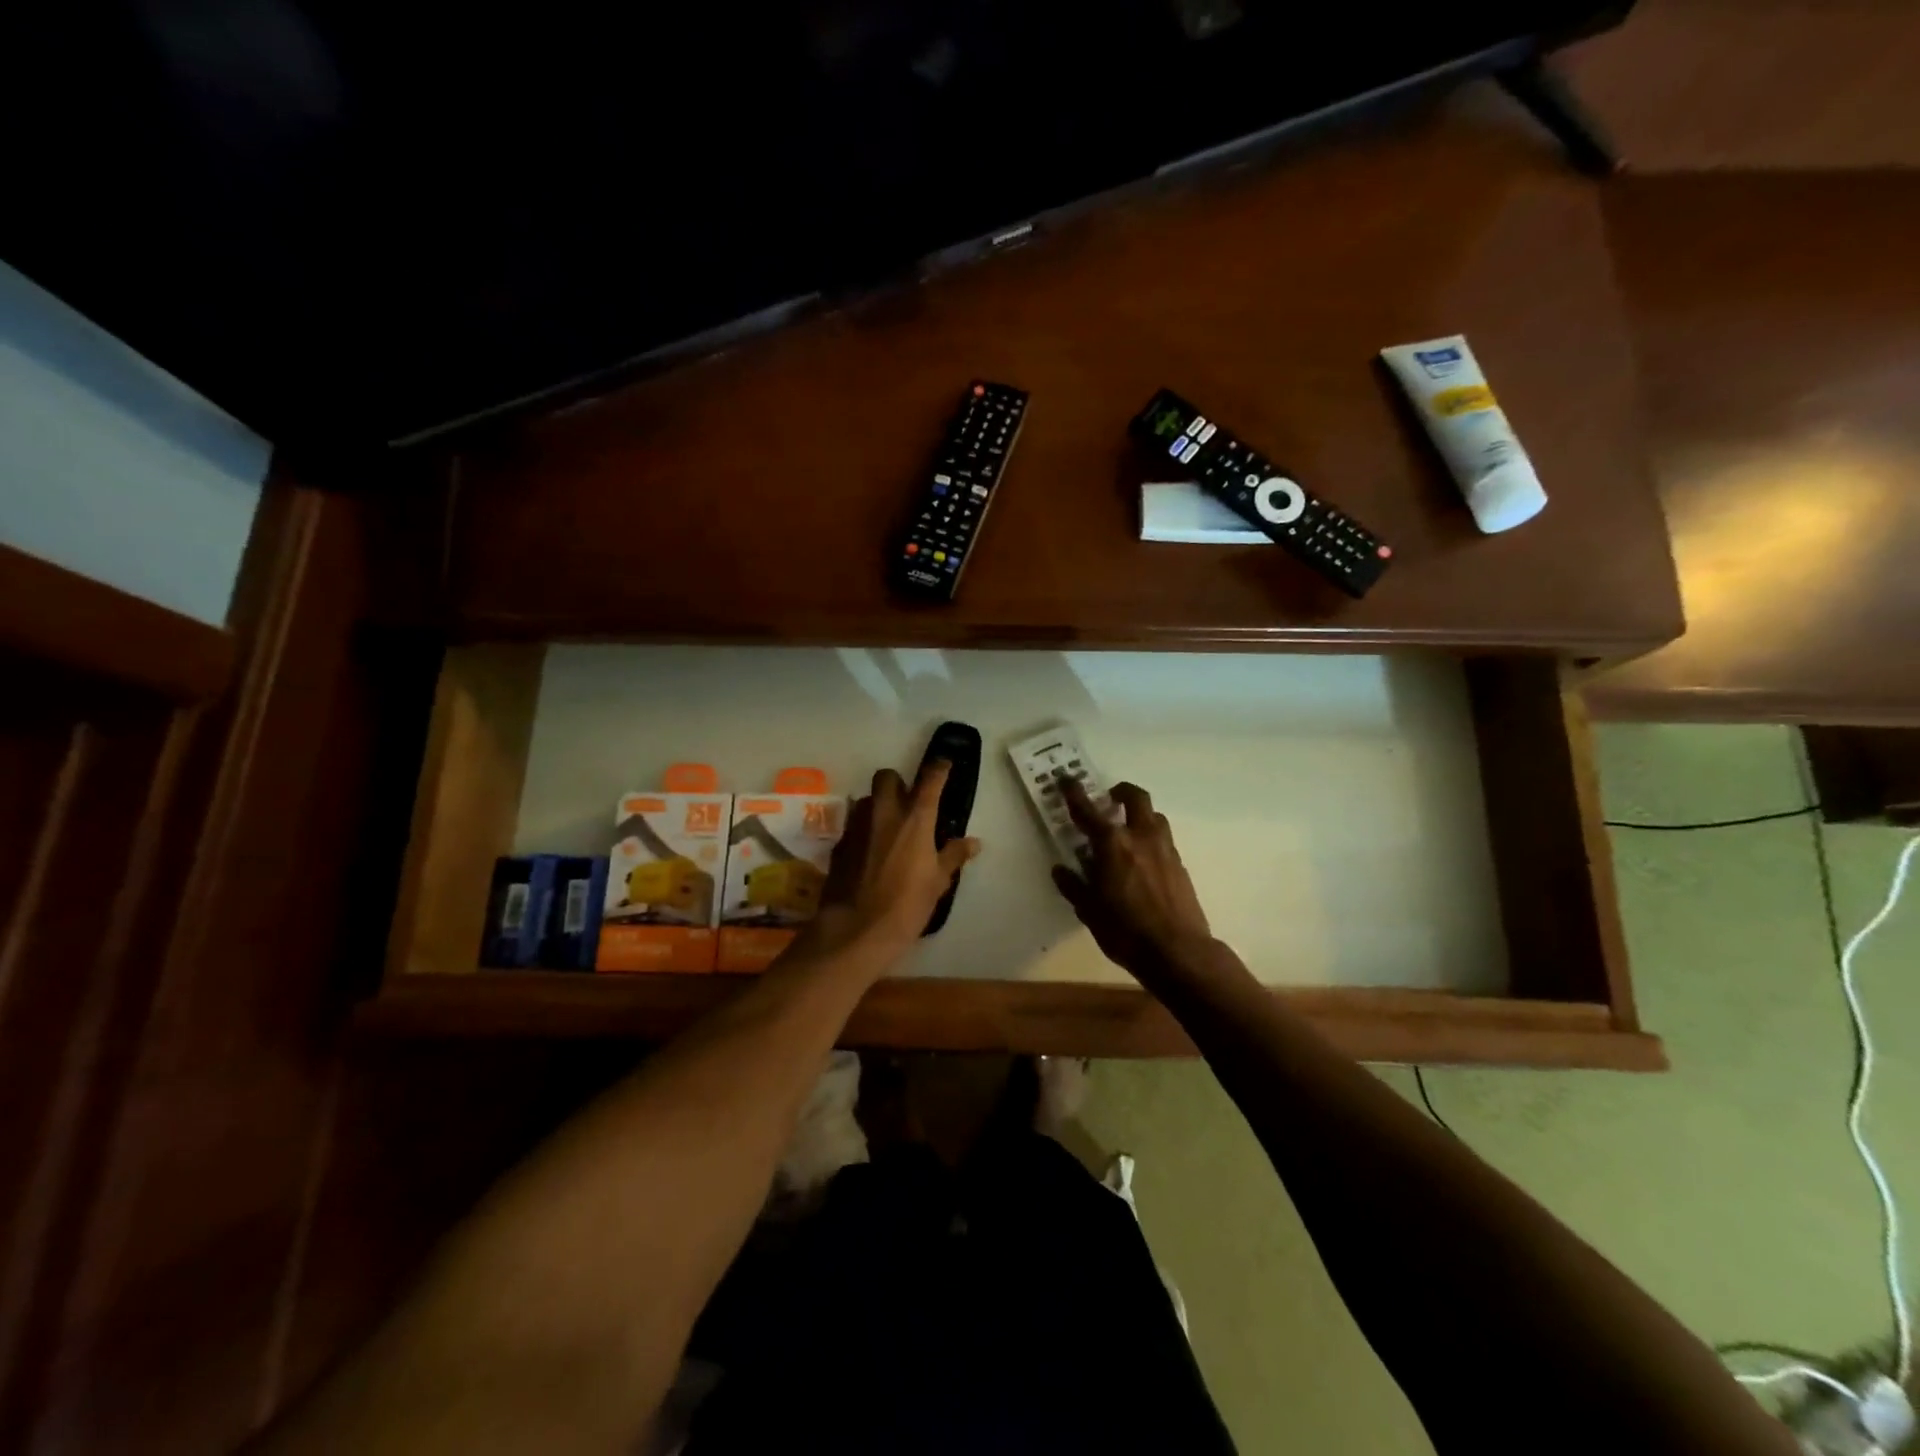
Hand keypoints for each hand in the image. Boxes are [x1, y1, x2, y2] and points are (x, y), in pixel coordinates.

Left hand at [791, 761, 979, 965]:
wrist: (856, 930)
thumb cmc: (906, 906)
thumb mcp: (938, 883)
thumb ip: (953, 856)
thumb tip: (973, 842)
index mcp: (915, 819)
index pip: (930, 779)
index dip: (939, 768)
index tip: (944, 765)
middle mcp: (884, 813)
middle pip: (887, 776)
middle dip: (898, 782)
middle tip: (908, 802)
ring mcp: (857, 826)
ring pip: (867, 799)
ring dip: (879, 805)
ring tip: (889, 828)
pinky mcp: (839, 844)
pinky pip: (854, 825)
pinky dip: (864, 830)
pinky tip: (870, 852)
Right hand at [1051, 778, 1212, 982]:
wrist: (1178, 951)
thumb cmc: (1125, 931)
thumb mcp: (1089, 910)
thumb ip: (1073, 885)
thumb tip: (1060, 869)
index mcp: (1112, 844)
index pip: (1088, 810)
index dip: (1074, 793)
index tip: (1066, 779)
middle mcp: (1141, 837)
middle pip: (1135, 798)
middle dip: (1121, 792)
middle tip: (1109, 799)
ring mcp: (1165, 849)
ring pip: (1155, 816)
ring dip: (1140, 814)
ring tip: (1127, 829)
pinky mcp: (1180, 865)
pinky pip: (1164, 839)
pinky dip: (1150, 838)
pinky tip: (1143, 860)